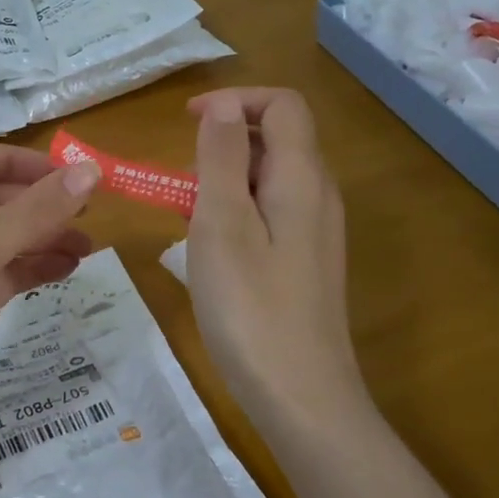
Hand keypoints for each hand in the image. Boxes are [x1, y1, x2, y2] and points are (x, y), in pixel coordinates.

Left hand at [0, 141, 100, 442]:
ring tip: (87, 246)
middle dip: (39, 203)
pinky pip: (4, 272)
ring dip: (43, 237)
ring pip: (3, 237)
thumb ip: (35, 210)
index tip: (69, 177)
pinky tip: (68, 268)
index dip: (23, 163)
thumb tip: (91, 171)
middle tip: (88, 212)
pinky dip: (33, 267)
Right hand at [186, 87, 361, 421]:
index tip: (185, 121)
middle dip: (225, 143)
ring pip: (271, 178)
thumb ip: (223, 158)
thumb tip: (222, 106)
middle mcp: (319, 196)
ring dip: (227, 179)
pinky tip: (212, 251)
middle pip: (279, 139)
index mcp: (302, 178)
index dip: (234, 100)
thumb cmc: (251, 308)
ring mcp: (316, 232)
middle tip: (180, 181)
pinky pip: (272, 213)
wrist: (301, 398)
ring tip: (187, 217)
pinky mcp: (307, 263)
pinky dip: (238, 210)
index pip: (283, 106)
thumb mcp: (222, 225)